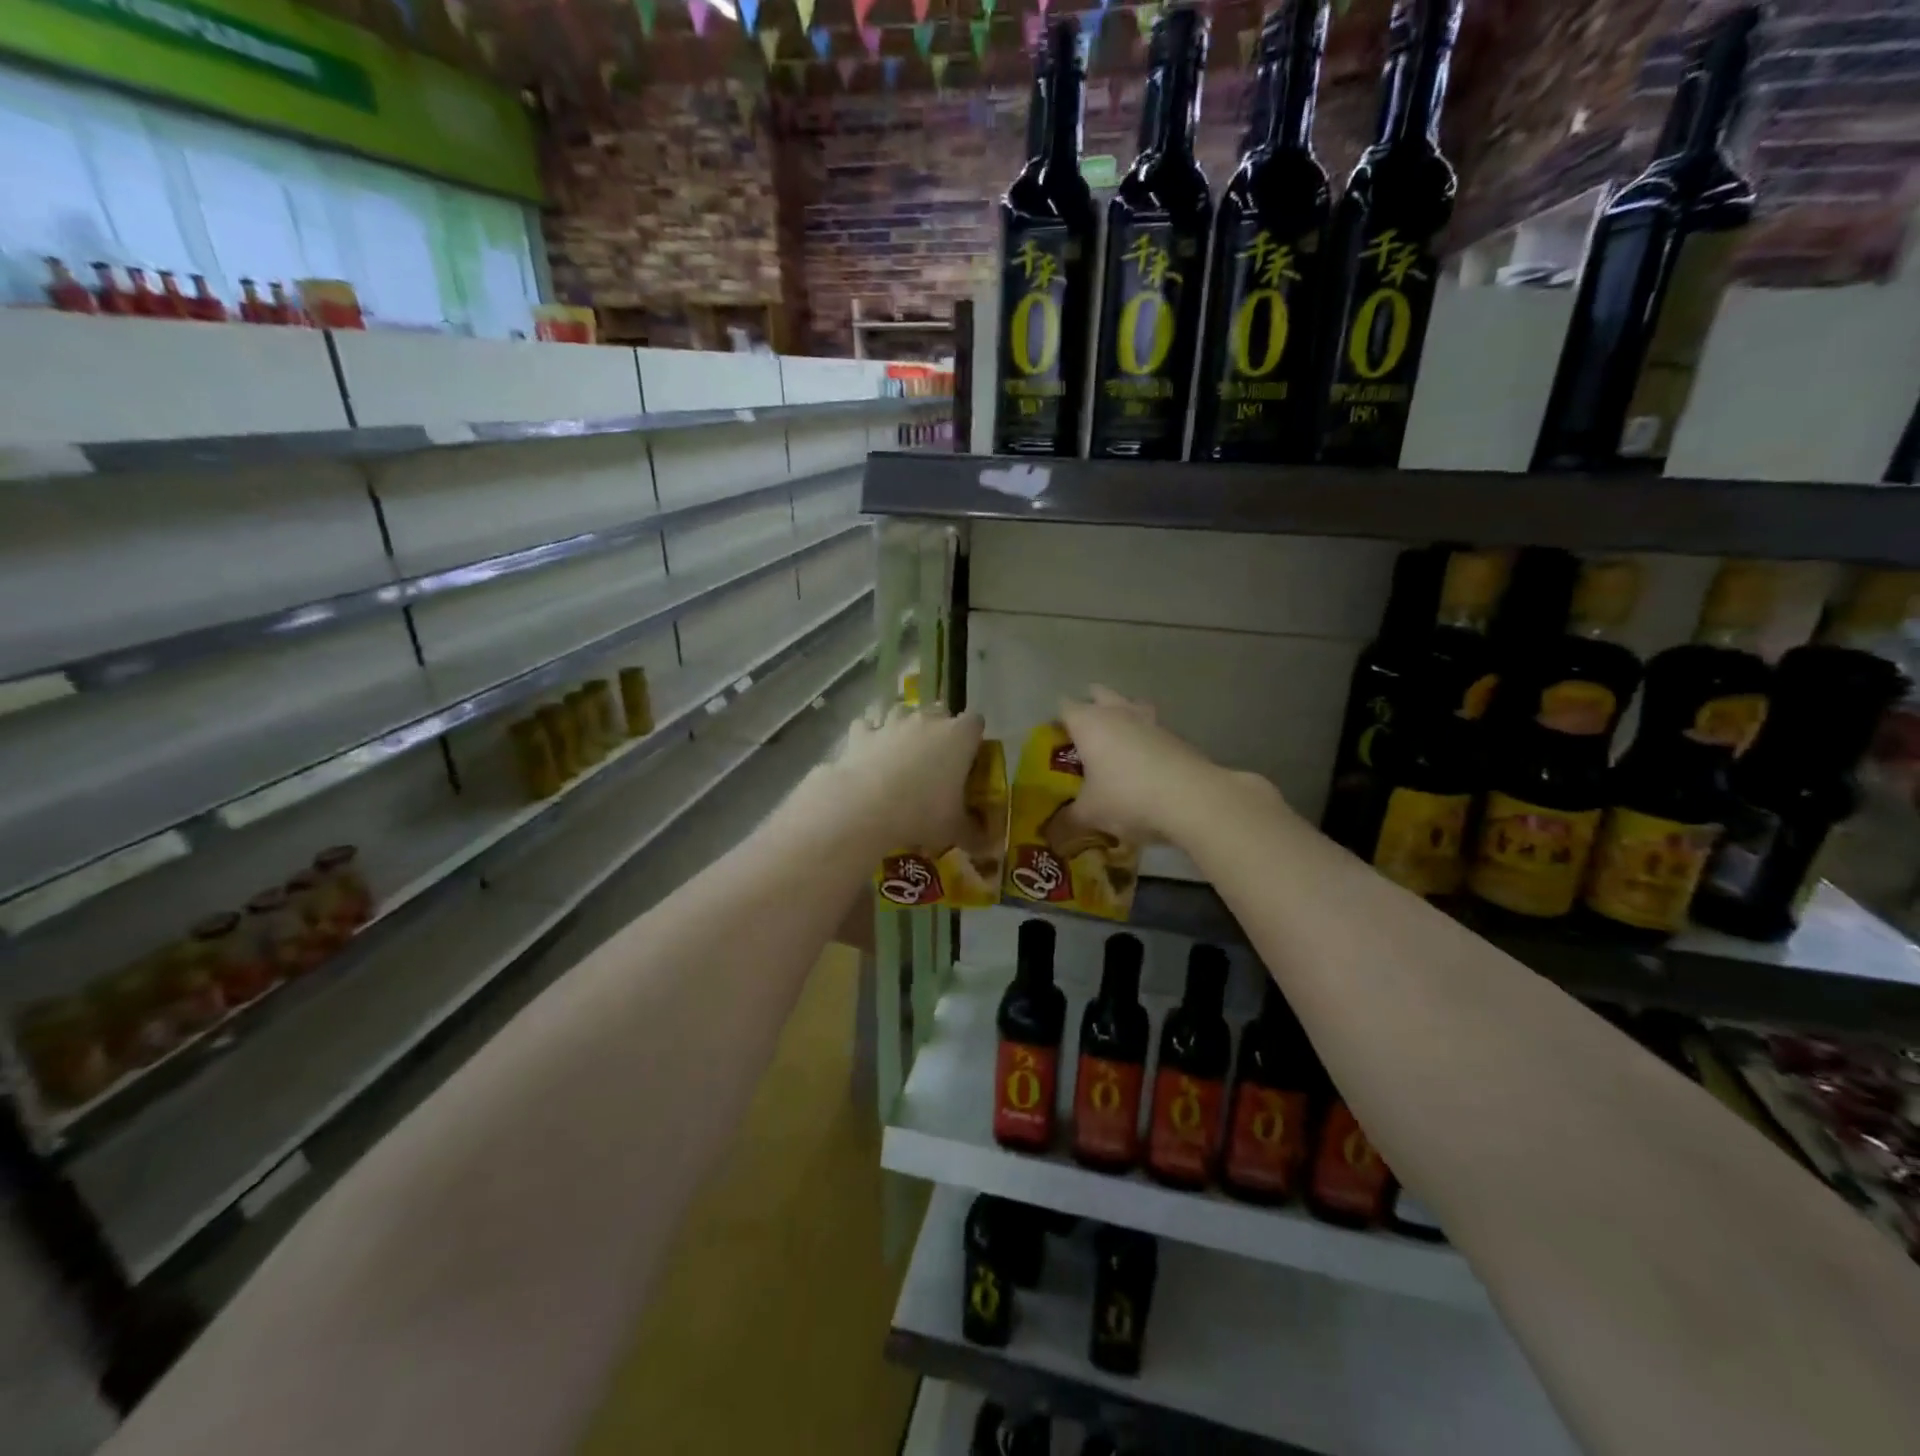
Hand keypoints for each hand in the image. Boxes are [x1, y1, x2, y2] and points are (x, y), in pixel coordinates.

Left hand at [806, 703, 983, 853]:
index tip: (970, 757)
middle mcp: (927, 721)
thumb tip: (989, 846)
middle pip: (940, 711)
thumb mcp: (955, 830)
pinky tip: (868, 752)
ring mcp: (892, 724)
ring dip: (903, 727)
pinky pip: (867, 726)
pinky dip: (869, 736)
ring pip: (901, 712)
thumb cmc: (922, 813)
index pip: (976, 722)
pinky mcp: (862, 733)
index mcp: (959, 737)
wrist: (866, 807)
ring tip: (901, 752)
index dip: (974, 738)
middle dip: (940, 728)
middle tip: (937, 758)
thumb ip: (975, 834)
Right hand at [1059, 686, 1232, 844]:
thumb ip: (1067, 820)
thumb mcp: (1090, 814)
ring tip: (1117, 742)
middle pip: (1099, 695)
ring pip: (1130, 705)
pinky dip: (1145, 738)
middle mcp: (1117, 713)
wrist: (1192, 800)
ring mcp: (1150, 721)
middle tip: (1084, 737)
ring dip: (1122, 716)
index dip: (1057, 722)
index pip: (1064, 707)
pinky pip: (1152, 728)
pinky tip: (1144, 762)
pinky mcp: (1175, 735)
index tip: (1054, 743)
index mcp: (1089, 723)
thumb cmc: (1127, 797)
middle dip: (1090, 708)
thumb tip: (1052, 834)